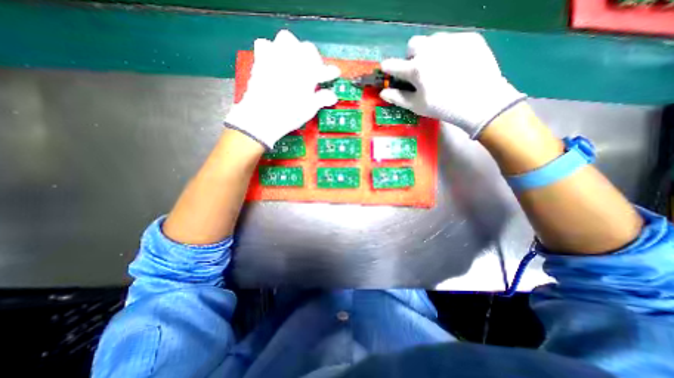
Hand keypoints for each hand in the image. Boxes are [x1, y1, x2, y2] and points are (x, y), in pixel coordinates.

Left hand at [227, 29, 342, 147]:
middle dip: (313, 58)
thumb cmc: (289, 114)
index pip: (324, 69)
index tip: (334, 74)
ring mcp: (276, 57)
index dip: (330, 72)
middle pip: (307, 48)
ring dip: (293, 49)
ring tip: (294, 62)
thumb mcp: (309, 109)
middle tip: (313, 71)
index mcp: (308, 73)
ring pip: (286, 39)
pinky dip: (271, 50)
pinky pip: (265, 45)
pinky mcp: (261, 60)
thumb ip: (322, 99)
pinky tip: (274, 62)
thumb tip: (332, 96)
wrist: (262, 116)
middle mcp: (293, 60)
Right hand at [378, 31, 525, 138]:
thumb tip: (383, 93)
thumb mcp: (417, 106)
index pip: (393, 65)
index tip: (387, 68)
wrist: (480, 101)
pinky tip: (455, 65)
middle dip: (411, 56)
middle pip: (412, 45)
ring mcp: (451, 41)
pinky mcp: (469, 38)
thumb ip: (398, 97)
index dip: (388, 67)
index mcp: (416, 69)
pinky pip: (452, 40)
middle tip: (419, 70)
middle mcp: (430, 50)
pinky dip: (448, 50)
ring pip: (432, 40)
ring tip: (438, 67)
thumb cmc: (443, 107)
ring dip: (429, 51)